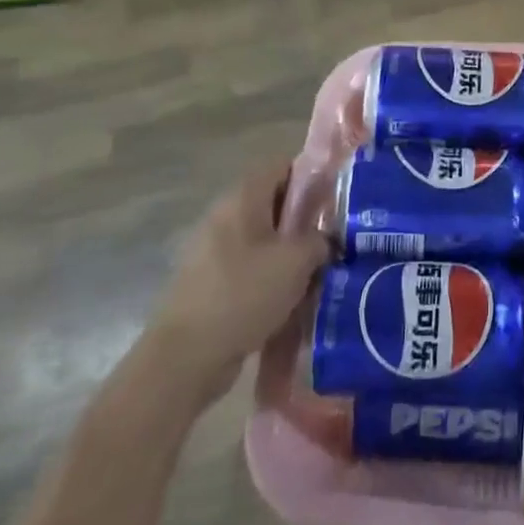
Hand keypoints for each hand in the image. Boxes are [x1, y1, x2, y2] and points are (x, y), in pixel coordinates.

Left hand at [145, 159, 329, 403]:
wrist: (185, 359)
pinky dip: (273, 278)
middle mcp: (225, 217)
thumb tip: (326, 240)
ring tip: (321, 272)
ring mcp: (213, 251)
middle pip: (274, 203)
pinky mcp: (210, 284)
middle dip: (306, 220)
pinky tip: (293, 299)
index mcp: (243, 198)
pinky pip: (251, 269)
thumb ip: (320, 240)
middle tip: (335, 239)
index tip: (338, 197)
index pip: (282, 165)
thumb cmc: (244, 294)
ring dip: (291, 253)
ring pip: (265, 239)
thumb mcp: (297, 261)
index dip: (312, 174)